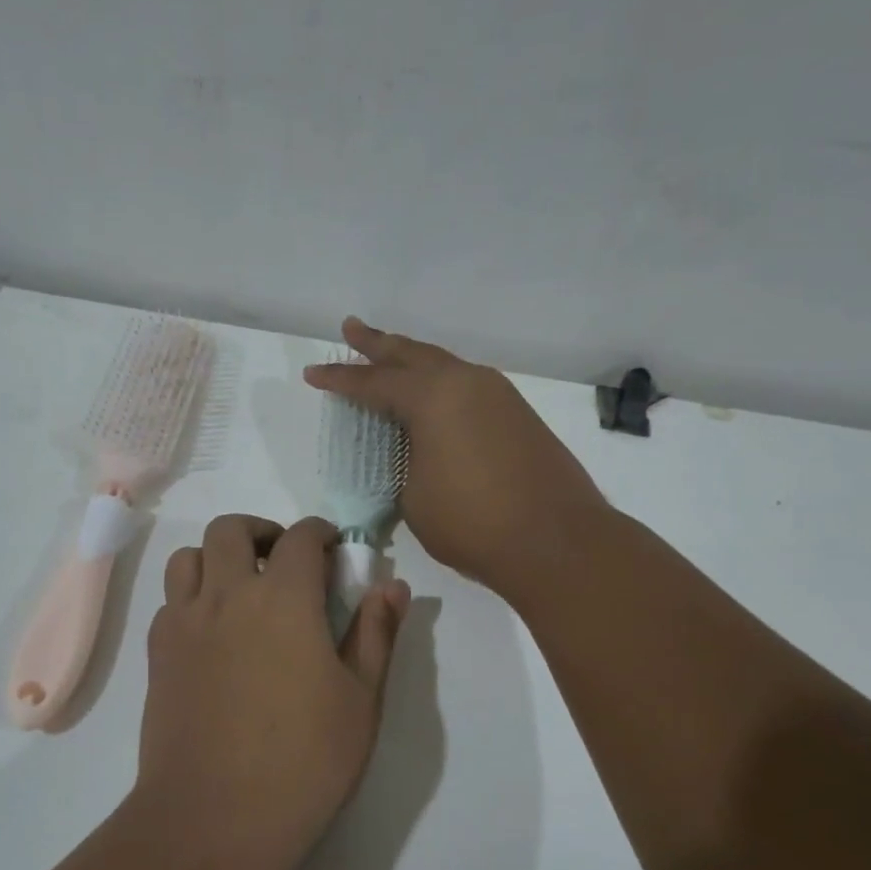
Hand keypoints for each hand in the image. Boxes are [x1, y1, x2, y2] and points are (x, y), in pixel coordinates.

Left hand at [134, 514, 409, 869]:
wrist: (214, 819)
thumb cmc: (303, 761)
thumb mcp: (360, 699)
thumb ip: (376, 633)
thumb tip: (392, 585)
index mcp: (283, 599)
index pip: (300, 538)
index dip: (320, 533)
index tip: (333, 549)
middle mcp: (226, 595)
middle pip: (230, 529)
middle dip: (262, 532)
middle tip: (284, 562)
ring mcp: (184, 623)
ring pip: (188, 557)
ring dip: (216, 557)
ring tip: (241, 589)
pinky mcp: (157, 655)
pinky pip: (169, 602)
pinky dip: (192, 597)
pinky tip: (213, 634)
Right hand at [303, 318, 612, 602]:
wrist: (557, 541)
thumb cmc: (474, 522)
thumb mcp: (415, 497)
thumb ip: (407, 463)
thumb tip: (417, 453)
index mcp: (432, 397)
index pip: (373, 383)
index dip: (340, 380)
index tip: (313, 373)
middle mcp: (466, 383)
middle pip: (412, 355)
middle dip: (378, 344)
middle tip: (352, 328)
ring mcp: (499, 396)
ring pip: (445, 366)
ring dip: (414, 360)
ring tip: (391, 356)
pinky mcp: (519, 416)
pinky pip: (468, 386)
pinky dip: (442, 384)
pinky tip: (435, 395)